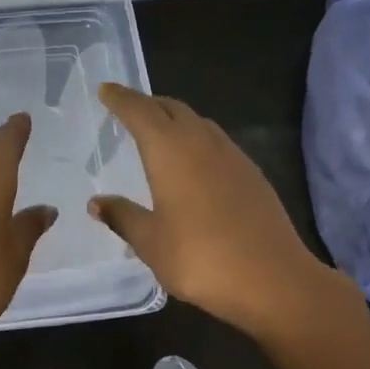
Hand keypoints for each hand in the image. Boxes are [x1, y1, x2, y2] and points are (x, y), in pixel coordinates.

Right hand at [90, 83, 359, 339]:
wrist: (272, 279)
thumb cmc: (200, 259)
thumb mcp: (151, 242)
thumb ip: (123, 217)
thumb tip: (97, 202)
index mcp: (170, 152)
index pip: (140, 112)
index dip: (121, 99)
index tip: (106, 89)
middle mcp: (202, 143)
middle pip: (172, 109)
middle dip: (148, 104)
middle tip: (128, 109)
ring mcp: (232, 157)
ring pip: (198, 123)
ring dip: (175, 119)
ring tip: (158, 132)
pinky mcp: (252, 175)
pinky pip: (217, 142)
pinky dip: (196, 139)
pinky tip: (194, 163)